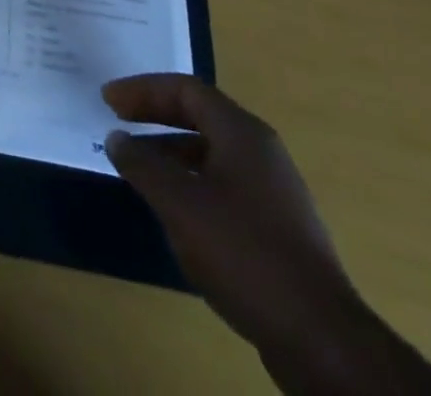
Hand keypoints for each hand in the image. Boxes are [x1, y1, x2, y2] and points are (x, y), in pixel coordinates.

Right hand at [104, 75, 365, 362]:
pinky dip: (190, 183)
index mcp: (242, 134)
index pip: (185, 89)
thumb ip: (142, 165)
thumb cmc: (243, 253)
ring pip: (211, 153)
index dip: (143, 90)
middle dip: (155, 115)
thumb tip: (117, 139)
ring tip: (137, 169)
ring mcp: (274, 192)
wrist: (322, 341)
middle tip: (117, 121)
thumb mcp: (179, 203)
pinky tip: (174, 211)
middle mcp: (262, 153)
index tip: (108, 101)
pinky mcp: (277, 229)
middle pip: (200, 116)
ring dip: (170, 152)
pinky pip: (223, 185)